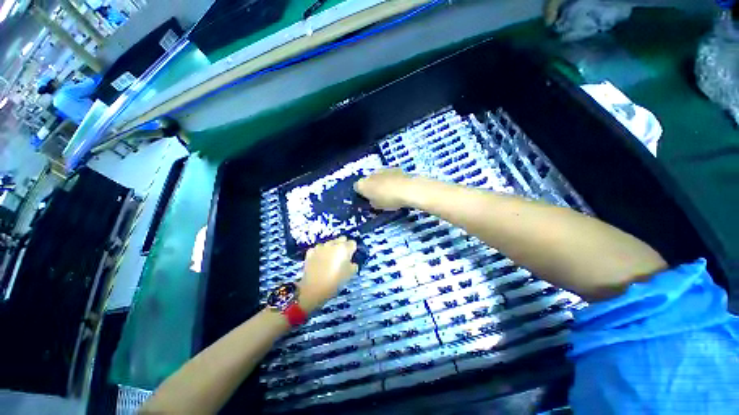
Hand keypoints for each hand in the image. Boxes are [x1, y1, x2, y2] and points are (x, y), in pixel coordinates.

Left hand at [299, 236, 357, 312]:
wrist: (313, 289)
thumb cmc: (335, 282)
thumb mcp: (350, 274)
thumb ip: (353, 264)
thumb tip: (351, 261)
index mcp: (344, 248)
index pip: (353, 243)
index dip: (352, 250)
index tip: (351, 257)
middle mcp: (332, 244)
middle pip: (341, 239)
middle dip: (343, 245)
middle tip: (342, 257)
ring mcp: (321, 247)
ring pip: (330, 243)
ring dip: (332, 248)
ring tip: (330, 260)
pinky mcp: (311, 251)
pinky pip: (319, 249)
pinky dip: (321, 253)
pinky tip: (320, 261)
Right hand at [354, 168, 413, 210]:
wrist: (408, 189)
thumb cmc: (389, 200)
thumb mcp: (378, 206)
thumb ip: (372, 202)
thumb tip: (372, 200)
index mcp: (362, 185)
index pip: (356, 188)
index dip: (361, 194)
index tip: (367, 199)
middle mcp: (369, 175)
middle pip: (367, 181)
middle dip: (371, 187)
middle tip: (378, 196)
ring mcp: (381, 170)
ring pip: (377, 176)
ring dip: (380, 182)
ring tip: (389, 191)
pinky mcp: (393, 168)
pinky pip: (388, 175)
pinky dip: (390, 179)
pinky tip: (397, 186)